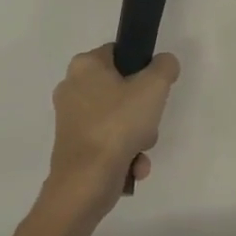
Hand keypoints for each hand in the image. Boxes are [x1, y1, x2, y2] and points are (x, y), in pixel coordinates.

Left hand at [46, 45, 179, 216]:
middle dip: (143, 110)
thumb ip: (165, 66)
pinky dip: (124, 152)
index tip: (155, 87)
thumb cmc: (118, 125)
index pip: (120, 53)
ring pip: (118, 118)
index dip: (143, 68)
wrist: (86, 183)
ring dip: (138, 135)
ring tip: (141, 149)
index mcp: (84, 66)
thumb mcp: (154, 87)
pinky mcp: (73, 147)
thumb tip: (164, 64)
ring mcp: (70, 120)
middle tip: (150, 120)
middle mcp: (72, 88)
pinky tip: (134, 165)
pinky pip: (108, 140)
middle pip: (122, 89)